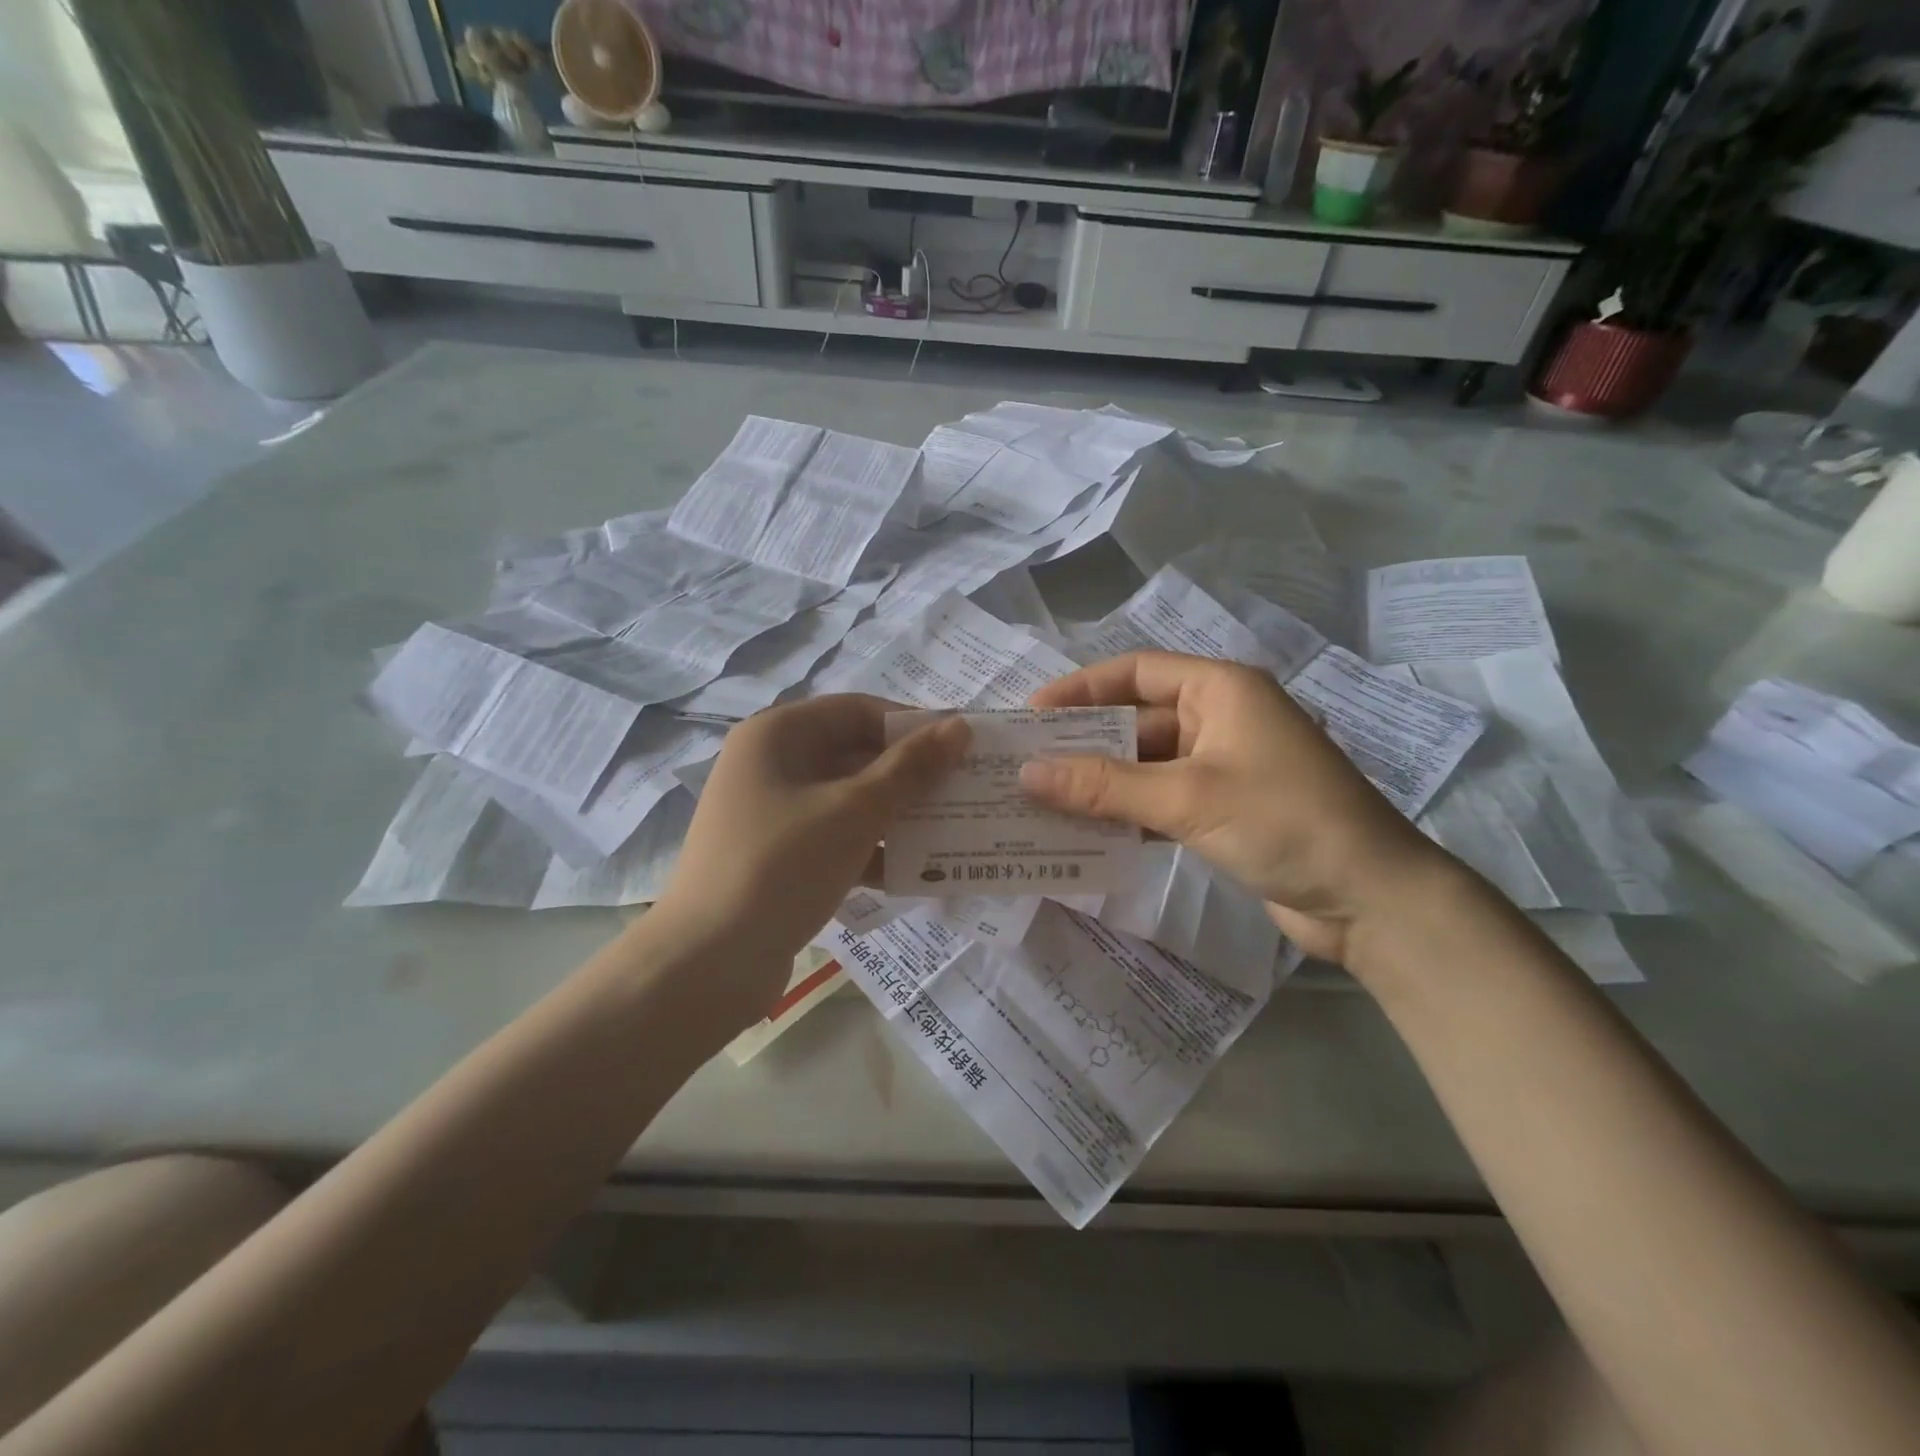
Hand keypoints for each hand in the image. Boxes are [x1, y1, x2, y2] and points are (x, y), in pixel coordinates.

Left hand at [652, 695, 968, 1013]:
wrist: (706, 963)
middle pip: (854, 754)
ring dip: (897, 815)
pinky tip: (915, 874)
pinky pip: (835, 838)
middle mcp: (771, 764)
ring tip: (951, 831)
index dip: (912, 725)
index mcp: (778, 735)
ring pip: (849, 800)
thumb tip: (959, 726)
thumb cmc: (782, 866)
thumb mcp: (855, 811)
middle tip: (964, 791)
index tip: (962, 747)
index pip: (859, 710)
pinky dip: (872, 850)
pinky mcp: (778, 857)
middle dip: (910, 775)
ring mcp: (772, 813)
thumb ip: (910, 768)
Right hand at [1023, 652, 1451, 963]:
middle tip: (1025, 764)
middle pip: (1137, 720)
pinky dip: (1127, 812)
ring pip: (1146, 764)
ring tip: (1042, 800)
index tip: (1032, 715)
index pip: (1136, 671)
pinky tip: (1087, 832)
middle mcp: (1220, 718)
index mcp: (1220, 690)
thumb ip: (1102, 785)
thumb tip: (1026, 774)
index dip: (1081, 688)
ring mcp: (1224, 766)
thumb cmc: (1282, 821)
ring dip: (1101, 783)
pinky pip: (1161, 799)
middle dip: (1084, 742)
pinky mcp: (1225, 808)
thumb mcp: (1185, 797)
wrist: (1369, 898)